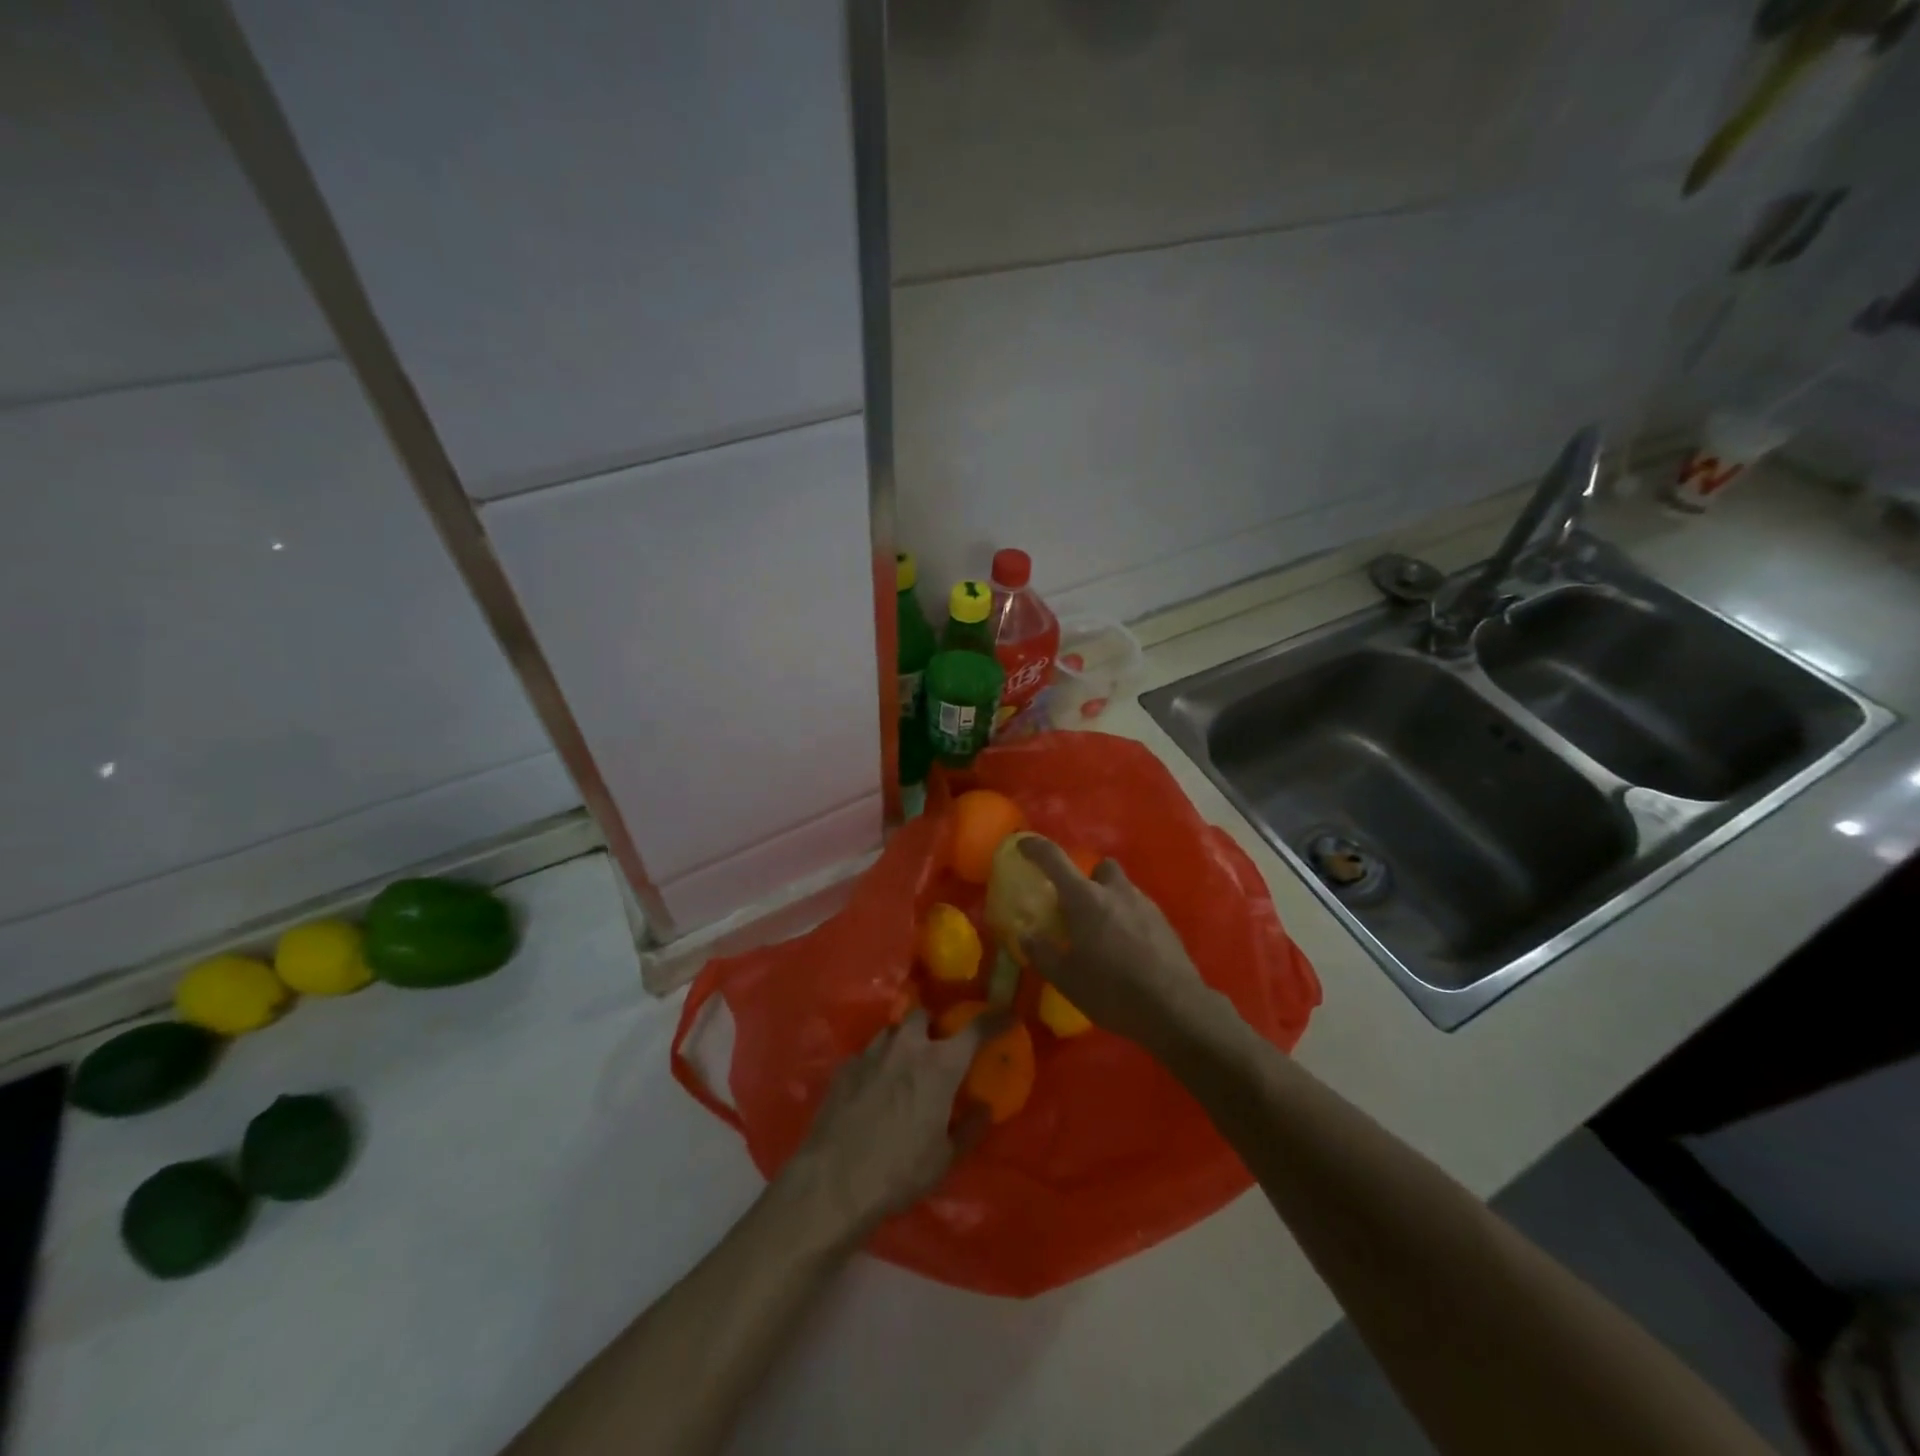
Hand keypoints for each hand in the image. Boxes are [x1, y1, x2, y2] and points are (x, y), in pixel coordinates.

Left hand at [782, 1008, 1004, 1244]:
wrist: (834, 1182)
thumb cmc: (899, 1171)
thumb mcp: (946, 1158)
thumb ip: (970, 1127)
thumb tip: (984, 1106)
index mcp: (940, 1064)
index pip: (975, 1029)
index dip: (994, 1019)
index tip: (1007, 1015)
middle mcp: (907, 1046)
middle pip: (924, 1015)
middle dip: (933, 1025)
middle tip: (937, 1049)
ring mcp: (872, 1052)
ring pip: (893, 1031)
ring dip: (904, 1041)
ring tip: (904, 1066)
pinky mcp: (845, 1067)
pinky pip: (868, 1053)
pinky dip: (877, 1063)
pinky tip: (874, 1088)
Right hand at [1019, 837, 1219, 1051]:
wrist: (1174, 1008)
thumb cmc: (1111, 989)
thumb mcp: (1065, 978)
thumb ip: (1042, 952)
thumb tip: (1026, 934)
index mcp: (1085, 898)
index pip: (1054, 859)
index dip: (1036, 848)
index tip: (1023, 843)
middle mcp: (1116, 892)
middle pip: (1101, 867)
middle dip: (1088, 878)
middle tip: (1077, 905)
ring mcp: (1145, 905)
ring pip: (1123, 889)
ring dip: (1110, 901)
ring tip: (1102, 933)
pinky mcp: (1165, 924)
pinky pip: (1140, 910)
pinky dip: (1128, 920)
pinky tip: (1126, 949)